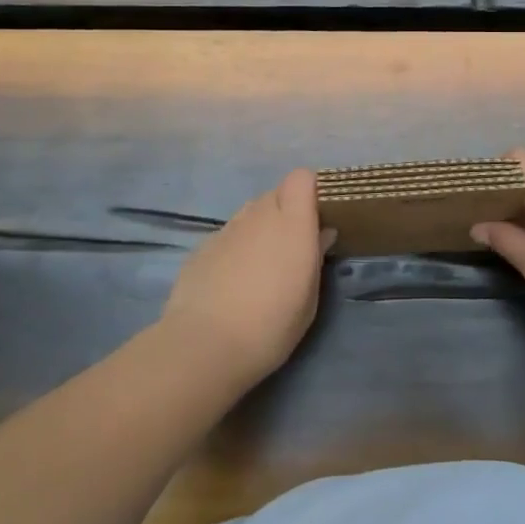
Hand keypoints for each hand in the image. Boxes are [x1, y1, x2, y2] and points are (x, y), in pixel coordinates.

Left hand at [159, 169, 334, 386]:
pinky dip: (236, 247)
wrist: (206, 345)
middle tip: (292, 246)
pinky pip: (228, 235)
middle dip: (286, 211)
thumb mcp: (309, 298)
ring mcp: (228, 229)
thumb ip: (316, 257)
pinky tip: (232, 281)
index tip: (317, 216)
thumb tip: (322, 233)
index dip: (310, 190)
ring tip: (261, 266)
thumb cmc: (272, 325)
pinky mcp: (202, 246)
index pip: (302, 178)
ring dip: (260, 228)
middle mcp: (259, 215)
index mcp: (292, 223)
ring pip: (250, 213)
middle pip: (276, 194)